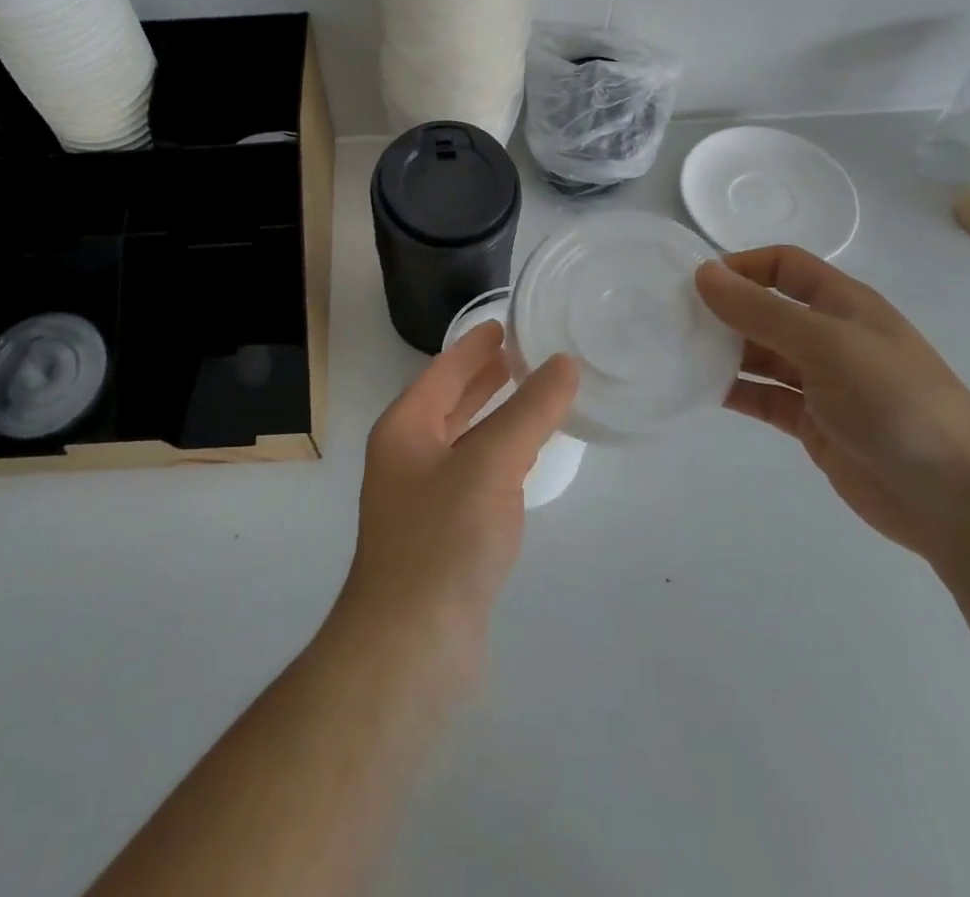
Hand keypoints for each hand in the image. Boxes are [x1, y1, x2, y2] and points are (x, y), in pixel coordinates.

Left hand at [335, 322, 578, 675]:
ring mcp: (421, 499)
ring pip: (462, 440)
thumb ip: (529, 411)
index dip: (473, 347)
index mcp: (404, 429)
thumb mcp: (491, 464)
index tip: (503, 324)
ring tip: (528, 394)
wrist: (412, 646)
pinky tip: (521, 461)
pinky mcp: (441, 536)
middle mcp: (406, 457)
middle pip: (447, 402)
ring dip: (490, 415)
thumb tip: (564, 363)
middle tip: (522, 352)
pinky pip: (473, 477)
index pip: (442, 371)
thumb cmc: (444, 540)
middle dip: (481, 377)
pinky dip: (497, 456)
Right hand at [695, 246, 969, 561]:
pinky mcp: (811, 422)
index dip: (742, 266)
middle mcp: (829, 336)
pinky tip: (698, 391)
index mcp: (843, 304)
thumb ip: (762, 311)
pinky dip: (732, 390)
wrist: (958, 500)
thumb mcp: (827, 345)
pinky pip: (762, 396)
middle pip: (765, 309)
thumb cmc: (897, 403)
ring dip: (722, 351)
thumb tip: (703, 274)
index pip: (783, 265)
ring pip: (758, 354)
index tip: (696, 284)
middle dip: (723, 310)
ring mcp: (820, 381)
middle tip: (670, 319)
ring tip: (675, 353)